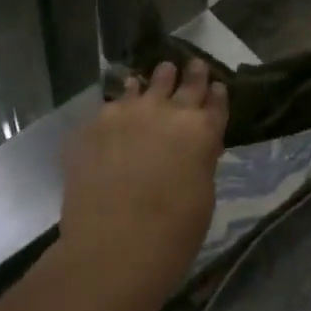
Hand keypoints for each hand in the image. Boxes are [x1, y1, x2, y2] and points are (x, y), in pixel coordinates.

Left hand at [59, 59, 227, 294]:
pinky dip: (119, 103)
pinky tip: (117, 107)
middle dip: (190, 74)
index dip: (216, 95)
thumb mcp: (202, 196)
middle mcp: (166, 112)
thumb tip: (193, 149)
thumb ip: (199, 161)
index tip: (216, 86)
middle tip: (192, 64)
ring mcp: (126, 114)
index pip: (215, 103)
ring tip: (157, 74)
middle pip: (183, 84)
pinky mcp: (94, 125)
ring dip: (154, 81)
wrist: (114, 245)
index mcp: (201, 132)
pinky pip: (110, 106)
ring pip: (144, 85)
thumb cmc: (172, 234)